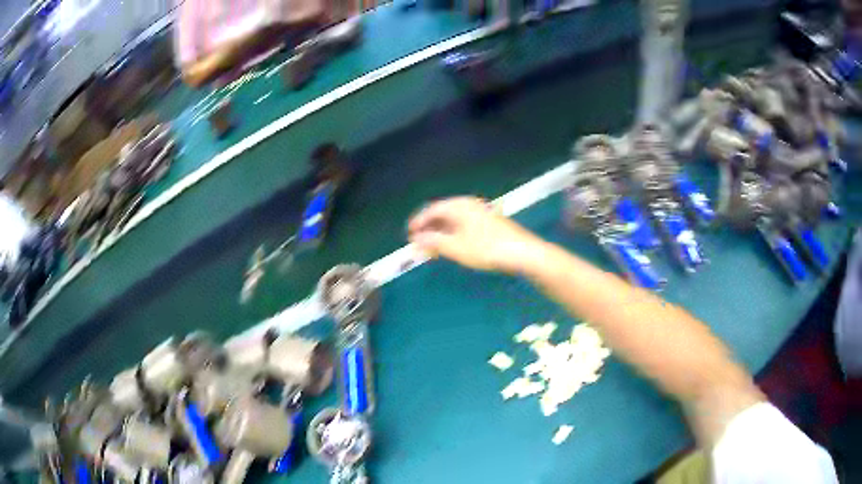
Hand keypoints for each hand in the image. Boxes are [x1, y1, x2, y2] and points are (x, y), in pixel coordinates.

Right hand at [408, 197, 544, 274]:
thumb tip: (417, 238)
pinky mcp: (488, 222)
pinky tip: (453, 247)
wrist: (522, 252)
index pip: (432, 210)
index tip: (409, 235)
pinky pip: (464, 224)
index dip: (418, 222)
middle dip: (429, 229)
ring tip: (433, 249)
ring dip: (440, 233)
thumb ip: (433, 241)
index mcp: (459, 206)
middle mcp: (468, 205)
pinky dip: (453, 234)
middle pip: (442, 214)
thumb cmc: (486, 249)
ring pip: (453, 220)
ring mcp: (480, 212)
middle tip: (419, 244)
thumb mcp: (456, 248)